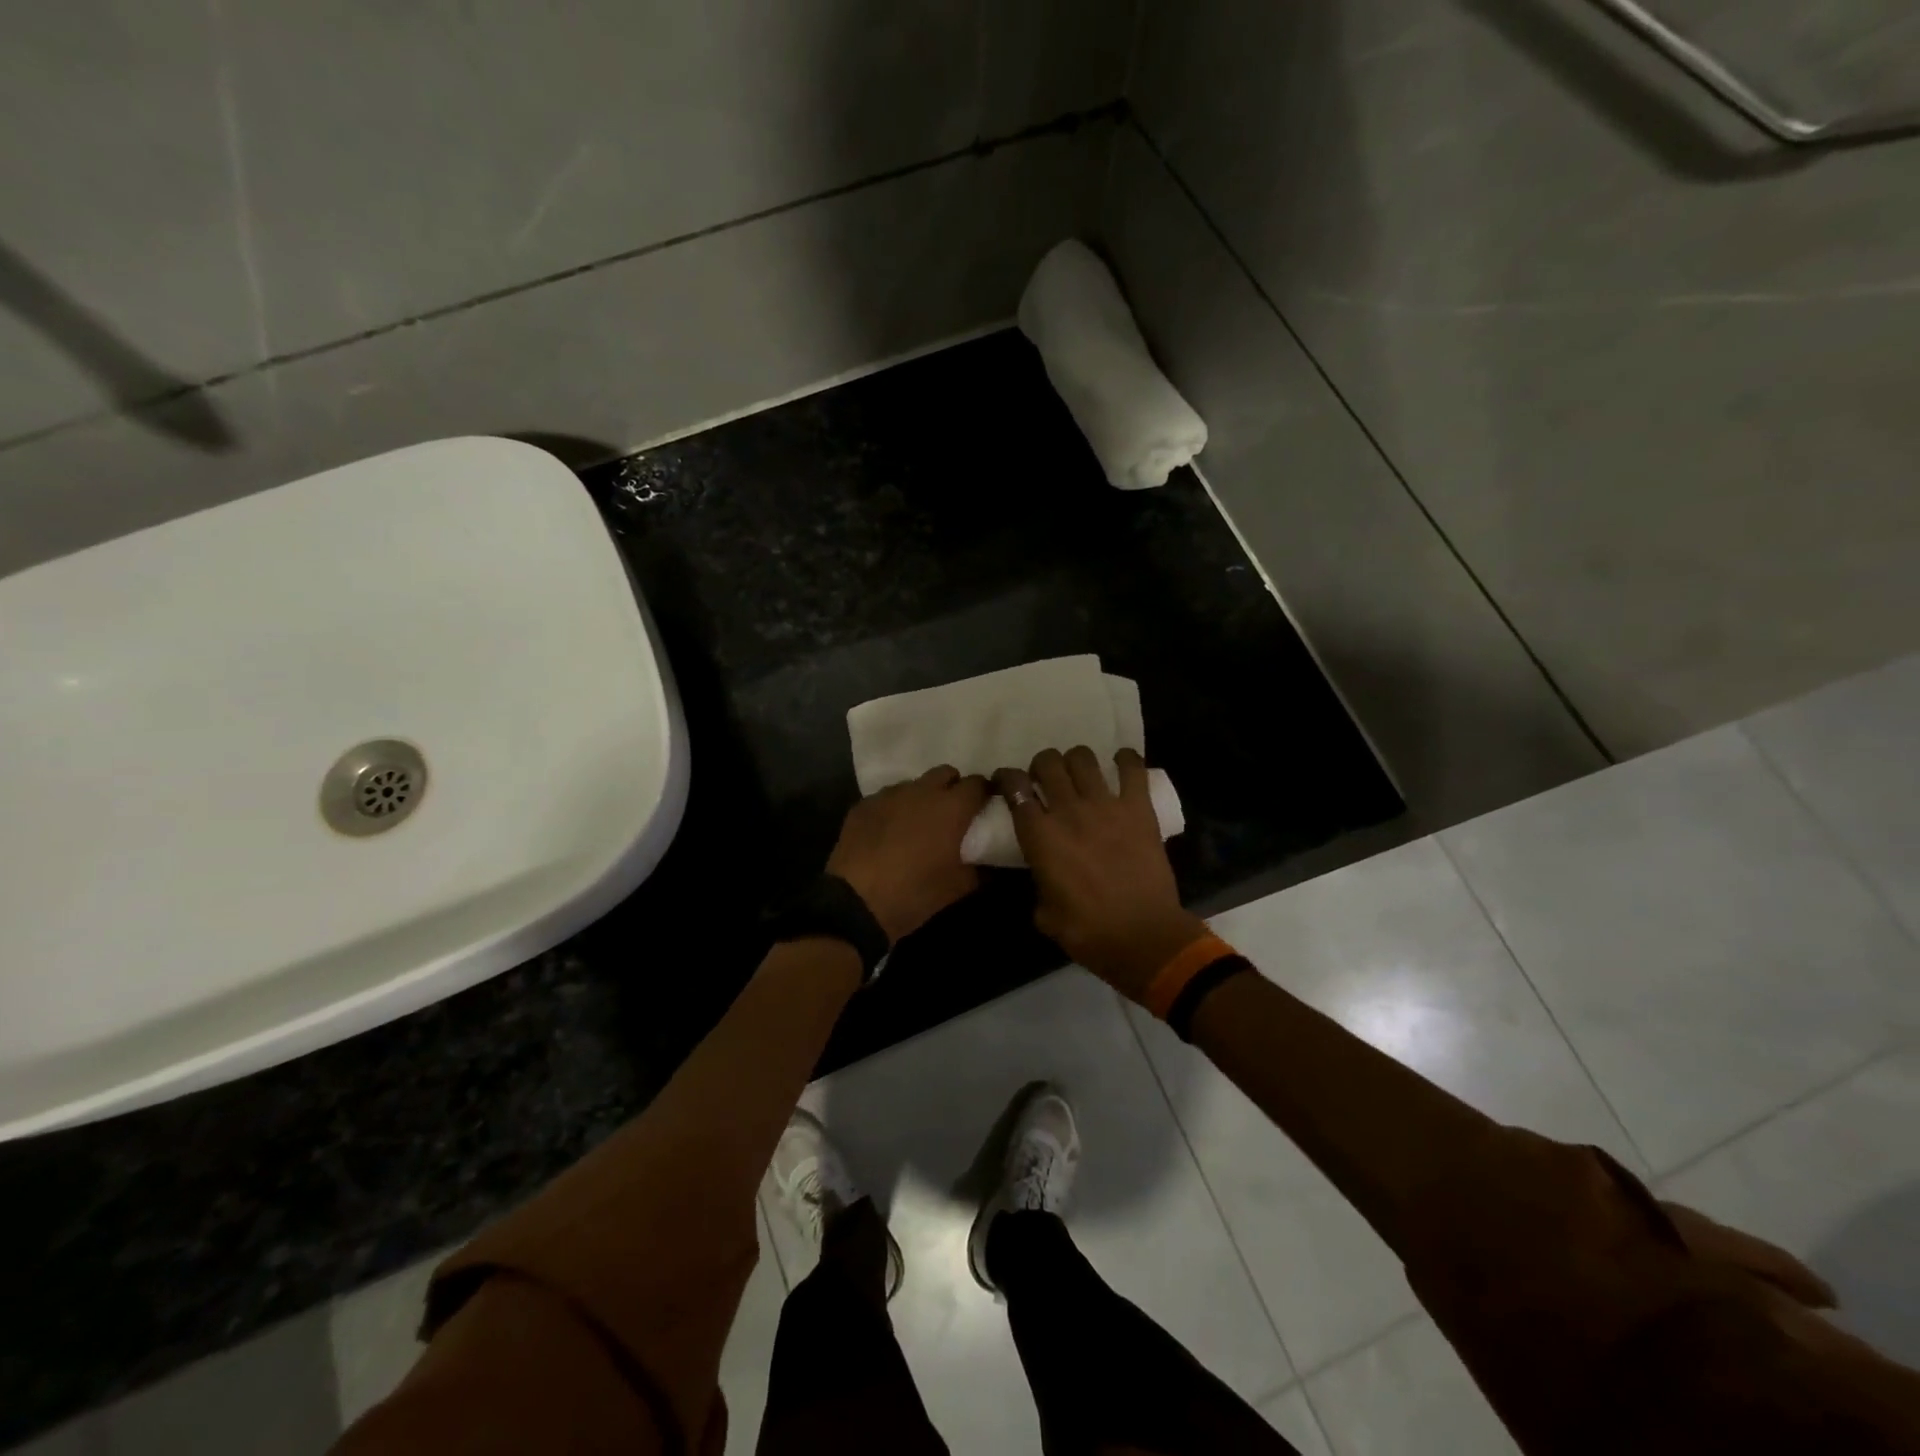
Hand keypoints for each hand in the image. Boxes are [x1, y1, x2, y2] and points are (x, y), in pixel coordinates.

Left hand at [827, 765, 991, 943]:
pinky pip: (886, 798)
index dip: (983, 794)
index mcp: (951, 808)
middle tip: (952, 813)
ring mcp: (889, 795)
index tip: (983, 808)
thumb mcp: (957, 888)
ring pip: (914, 784)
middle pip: (945, 773)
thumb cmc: (914, 893)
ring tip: (916, 823)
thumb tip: (981, 862)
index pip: (977, 784)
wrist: (856, 902)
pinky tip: (887, 832)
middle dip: (952, 787)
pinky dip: (893, 809)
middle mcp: (922, 791)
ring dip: (921, 797)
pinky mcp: (863, 805)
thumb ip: (977, 868)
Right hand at [996, 747, 1206, 1001]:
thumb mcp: (1044, 913)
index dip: (1006, 778)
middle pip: (1047, 762)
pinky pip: (1132, 768)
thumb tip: (1043, 870)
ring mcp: (1106, 805)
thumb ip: (1038, 881)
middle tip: (1045, 781)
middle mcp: (1069, 811)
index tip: (1007, 783)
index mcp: (1040, 836)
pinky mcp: (1139, 808)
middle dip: (1041, 765)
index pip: (1014, 787)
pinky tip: (1120, 764)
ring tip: (1079, 775)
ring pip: (1083, 757)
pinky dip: (1124, 760)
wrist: (1144, 938)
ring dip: (1075, 761)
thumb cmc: (1089, 933)